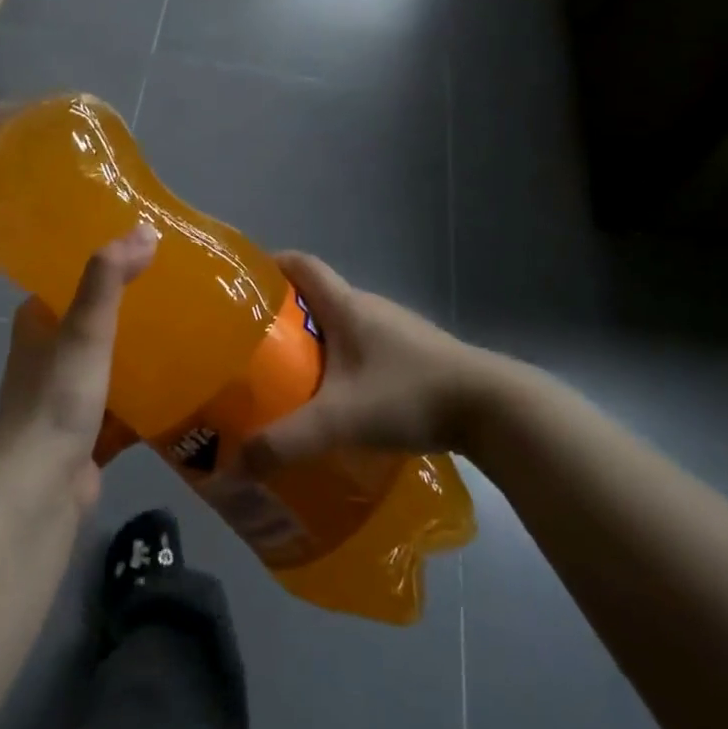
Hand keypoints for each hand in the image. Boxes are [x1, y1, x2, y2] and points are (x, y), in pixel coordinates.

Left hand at [0, 222, 157, 503]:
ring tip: (189, 325)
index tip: (146, 247)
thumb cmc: (56, 398)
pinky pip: (125, 403)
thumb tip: (145, 230)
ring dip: (141, 349)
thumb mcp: (84, 329)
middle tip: (179, 285)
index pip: (71, 278)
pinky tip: (185, 382)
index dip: (104, 262)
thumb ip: (109, 279)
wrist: (40, 487)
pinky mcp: (89, 431)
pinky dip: (148, 394)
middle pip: (95, 320)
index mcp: (38, 323)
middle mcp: (49, 355)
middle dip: (132, 306)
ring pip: (111, 362)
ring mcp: (68, 395)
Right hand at [241, 252, 493, 474]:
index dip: (270, 265)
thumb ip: (286, 441)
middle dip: (283, 316)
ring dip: (315, 343)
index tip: (243, 285)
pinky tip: (338, 399)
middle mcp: (370, 308)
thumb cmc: (409, 393)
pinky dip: (343, 363)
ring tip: (289, 376)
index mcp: (347, 305)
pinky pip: (365, 348)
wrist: (492, 407)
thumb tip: (235, 463)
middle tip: (254, 347)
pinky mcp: (415, 355)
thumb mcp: (340, 419)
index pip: (301, 264)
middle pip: (317, 297)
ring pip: (343, 325)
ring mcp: (397, 330)